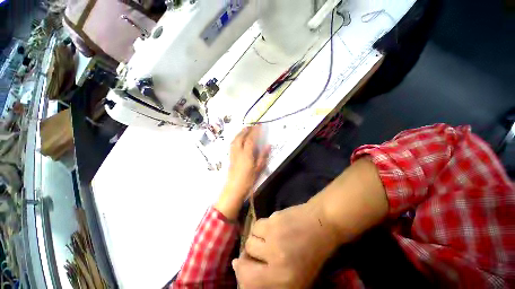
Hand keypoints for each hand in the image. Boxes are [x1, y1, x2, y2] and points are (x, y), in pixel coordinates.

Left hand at [215, 126, 270, 219]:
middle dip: (246, 130)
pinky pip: (232, 144)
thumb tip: (268, 145)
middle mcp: (238, 152)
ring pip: (235, 140)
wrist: (233, 190)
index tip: (259, 125)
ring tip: (244, 129)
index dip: (255, 131)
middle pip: (241, 137)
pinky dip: (235, 138)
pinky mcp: (230, 158)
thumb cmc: (248, 180)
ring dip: (240, 133)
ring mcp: (233, 154)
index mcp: (246, 154)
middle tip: (251, 125)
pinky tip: (238, 139)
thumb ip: (263, 156)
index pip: (251, 139)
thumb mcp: (258, 169)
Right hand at [233, 203, 338, 288]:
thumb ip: (269, 278)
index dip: (241, 273)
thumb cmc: (310, 253)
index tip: (240, 265)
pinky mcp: (273, 219)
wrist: (320, 224)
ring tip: (270, 236)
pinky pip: (256, 225)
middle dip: (250, 253)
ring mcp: (274, 237)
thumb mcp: (294, 275)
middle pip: (246, 256)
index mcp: (284, 280)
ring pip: (250, 238)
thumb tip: (237, 266)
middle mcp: (276, 260)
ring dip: (257, 238)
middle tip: (260, 248)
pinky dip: (261, 227)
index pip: (248, 280)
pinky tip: (272, 226)